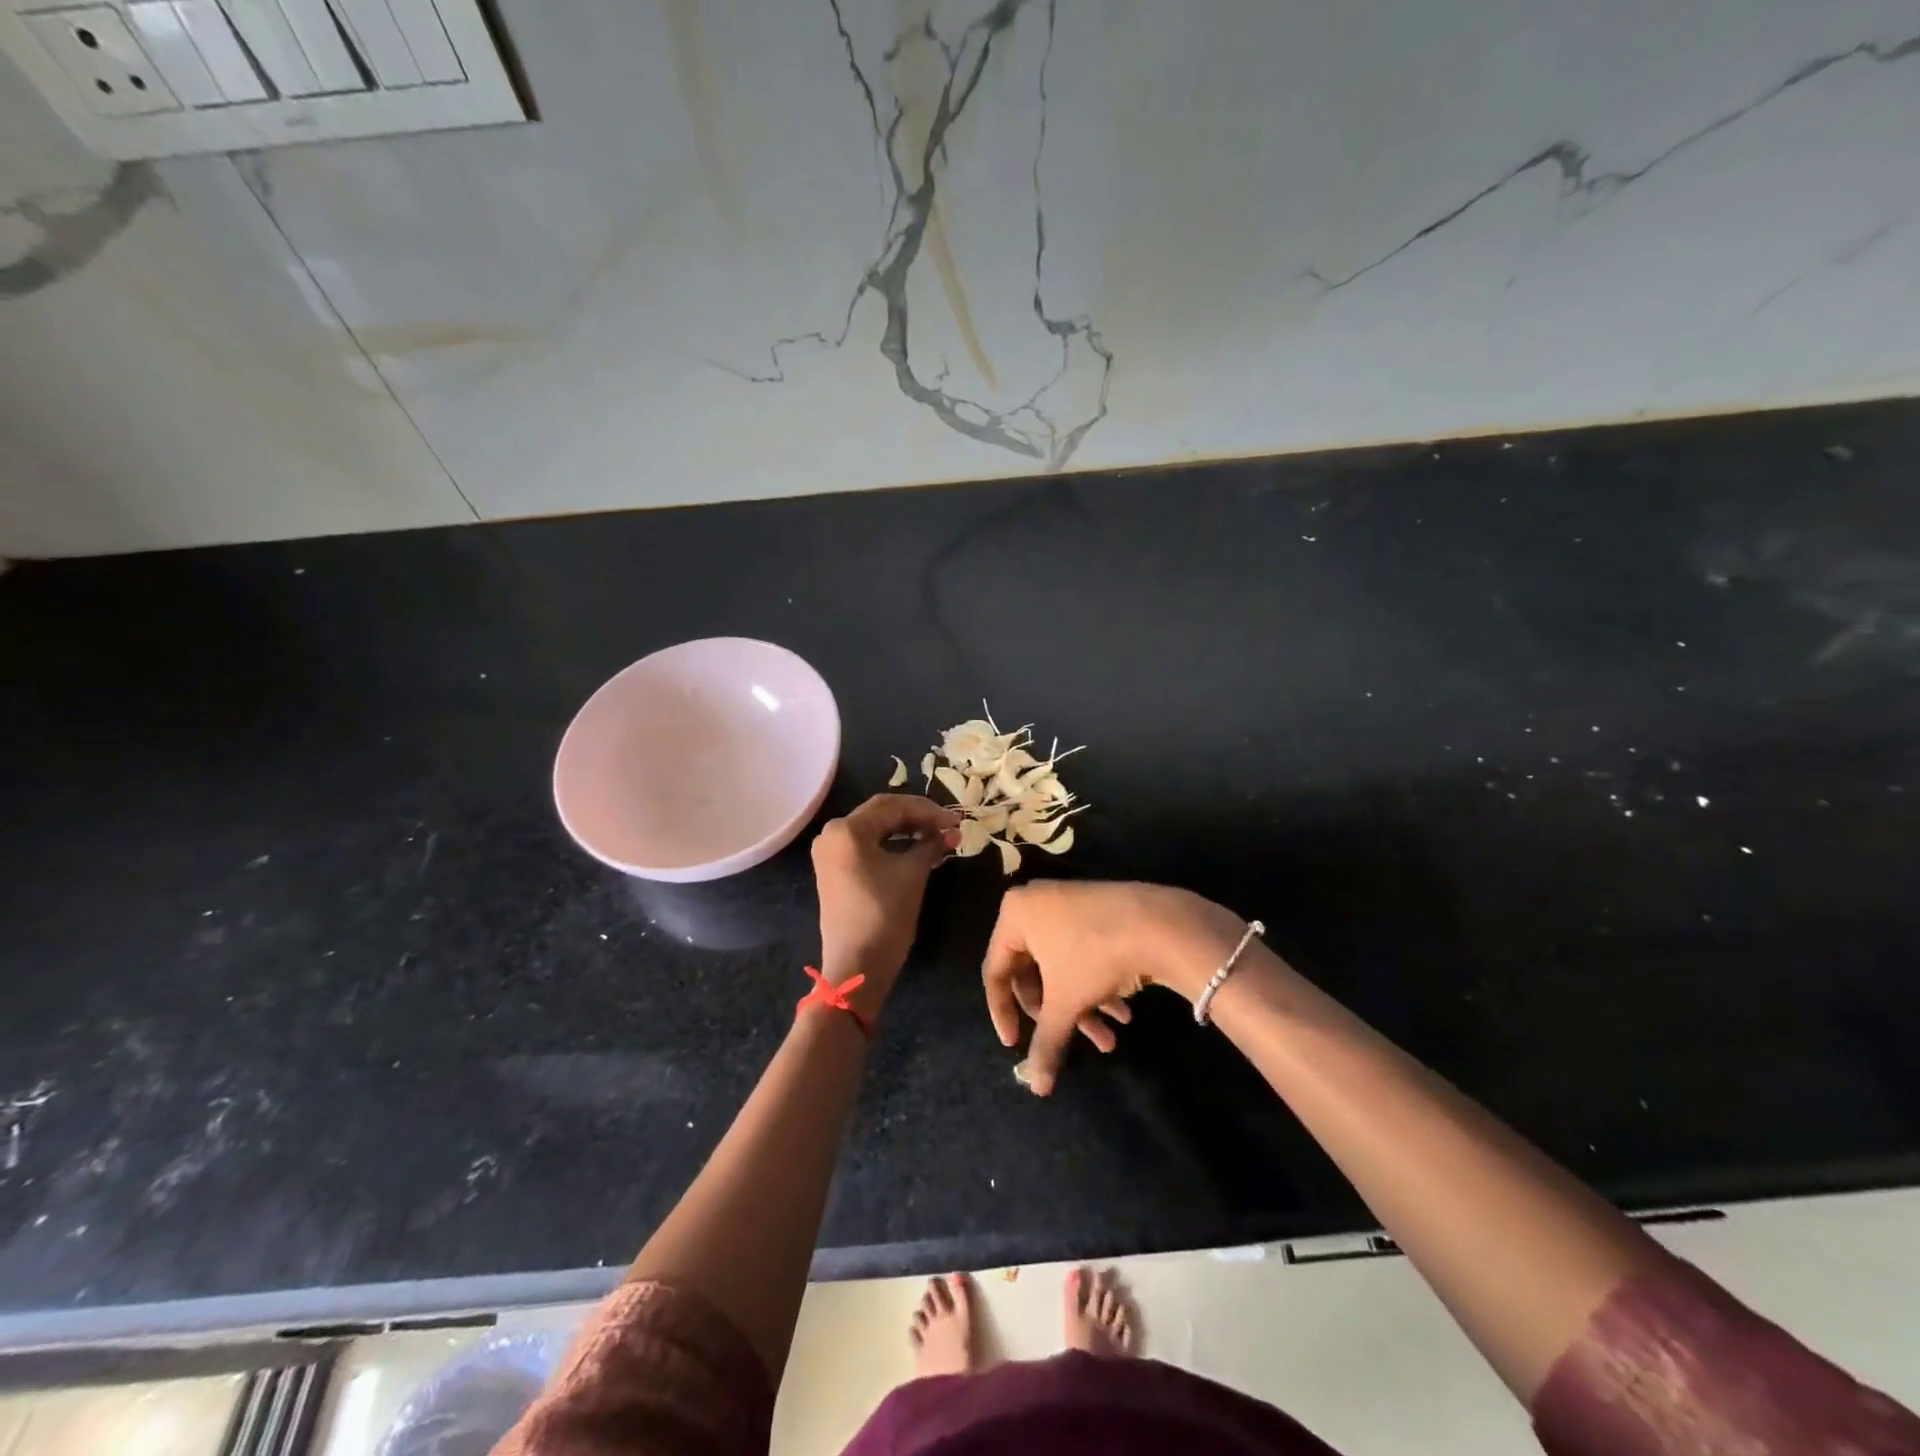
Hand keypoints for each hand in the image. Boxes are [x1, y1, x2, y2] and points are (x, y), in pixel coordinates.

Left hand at [811, 794, 960, 1017]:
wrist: (858, 965)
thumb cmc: (885, 914)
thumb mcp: (913, 873)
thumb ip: (930, 844)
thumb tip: (949, 832)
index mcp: (847, 829)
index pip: (894, 806)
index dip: (929, 811)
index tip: (957, 820)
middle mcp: (832, 833)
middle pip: (882, 813)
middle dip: (918, 817)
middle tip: (949, 825)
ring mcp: (830, 853)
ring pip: (875, 829)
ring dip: (907, 829)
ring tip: (937, 836)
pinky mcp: (834, 870)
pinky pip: (866, 846)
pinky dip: (892, 844)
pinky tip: (916, 848)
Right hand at [982, 880, 1250, 1094]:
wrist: (1159, 922)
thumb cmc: (1093, 956)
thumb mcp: (1065, 1003)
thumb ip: (1046, 1043)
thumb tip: (1037, 1089)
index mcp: (1015, 914)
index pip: (995, 972)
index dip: (1002, 1012)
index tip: (1013, 1044)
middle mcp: (1036, 903)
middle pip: (1033, 971)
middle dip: (1056, 1013)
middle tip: (1071, 1039)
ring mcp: (1068, 903)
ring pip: (1062, 967)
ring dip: (1083, 1006)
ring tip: (1110, 1040)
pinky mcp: (1096, 910)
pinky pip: (1082, 952)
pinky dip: (1096, 985)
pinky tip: (1123, 1014)